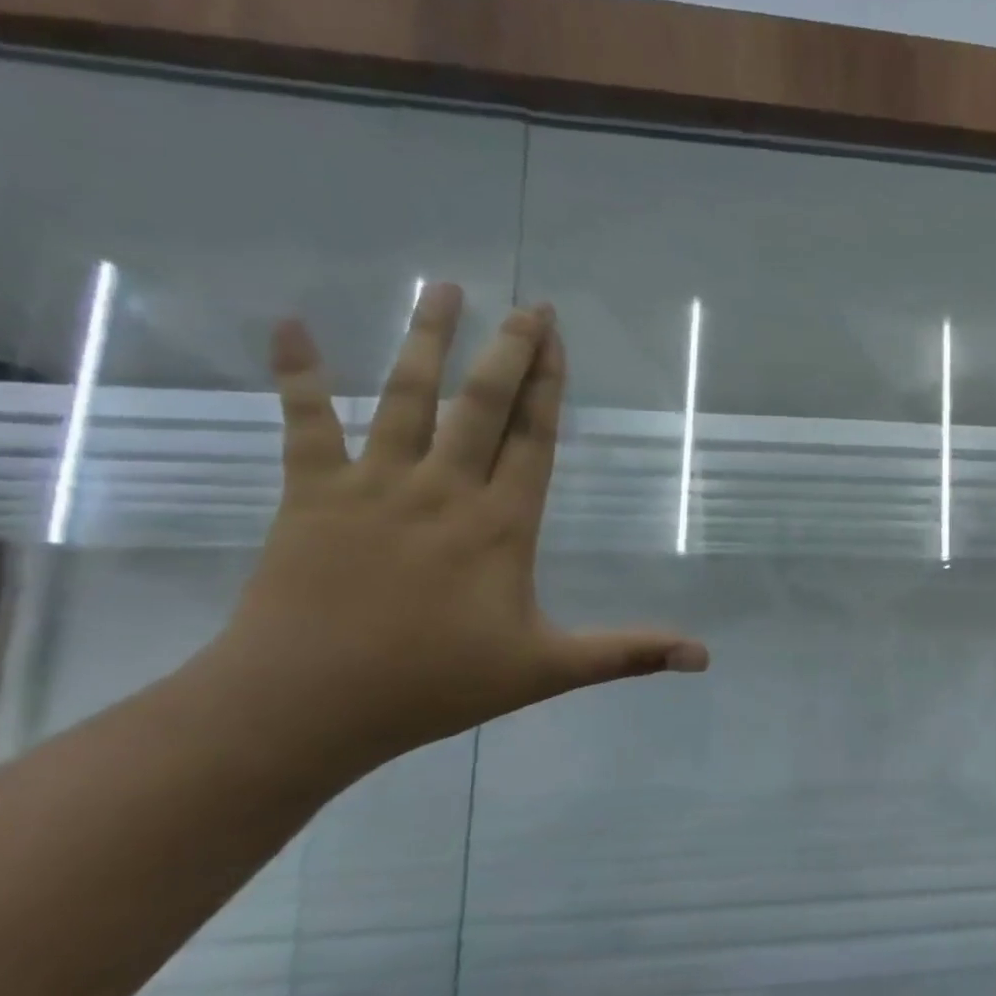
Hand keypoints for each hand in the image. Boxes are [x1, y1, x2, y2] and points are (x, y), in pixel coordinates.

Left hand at [203, 283, 707, 779]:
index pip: (533, 438)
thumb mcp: (546, 671)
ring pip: (405, 397)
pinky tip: (291, 327)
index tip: (556, 337)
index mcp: (501, 524)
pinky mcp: (311, 497)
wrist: (302, 707)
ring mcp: (374, 487)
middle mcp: (443, 490)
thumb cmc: (434, 684)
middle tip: (527, 305)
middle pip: (481, 404)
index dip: (548, 384)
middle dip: (508, 350)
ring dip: (426, 340)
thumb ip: (628, 654)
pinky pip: (305, 425)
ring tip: (444, 288)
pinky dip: (298, 377)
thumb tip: (704, 656)